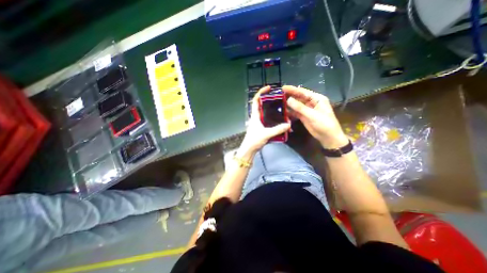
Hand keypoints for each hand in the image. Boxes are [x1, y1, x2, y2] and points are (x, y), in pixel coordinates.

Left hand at [240, 85, 287, 151]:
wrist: (249, 150)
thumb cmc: (254, 140)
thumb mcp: (266, 134)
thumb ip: (278, 129)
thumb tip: (289, 124)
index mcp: (255, 115)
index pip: (256, 100)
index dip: (261, 92)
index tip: (269, 88)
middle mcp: (256, 117)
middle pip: (263, 105)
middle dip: (270, 101)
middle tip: (280, 99)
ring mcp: (259, 122)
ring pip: (266, 113)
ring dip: (273, 111)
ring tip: (283, 109)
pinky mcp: (261, 128)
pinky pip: (268, 121)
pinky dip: (274, 120)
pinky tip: (281, 122)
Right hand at [284, 85, 348, 147]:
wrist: (328, 137)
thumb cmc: (324, 124)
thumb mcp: (313, 115)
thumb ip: (300, 107)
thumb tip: (288, 100)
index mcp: (317, 99)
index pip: (303, 92)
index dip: (293, 90)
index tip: (283, 88)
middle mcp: (311, 103)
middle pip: (299, 98)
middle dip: (290, 96)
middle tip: (279, 95)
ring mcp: (307, 110)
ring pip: (296, 105)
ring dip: (289, 104)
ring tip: (279, 102)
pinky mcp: (304, 116)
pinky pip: (295, 112)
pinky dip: (290, 112)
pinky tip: (283, 111)